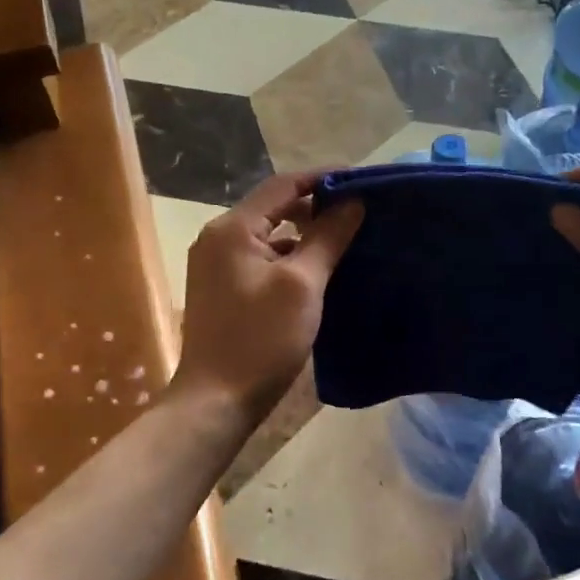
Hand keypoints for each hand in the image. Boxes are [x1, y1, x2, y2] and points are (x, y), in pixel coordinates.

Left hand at [172, 171, 363, 422]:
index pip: (283, 185)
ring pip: (270, 236)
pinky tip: (319, 271)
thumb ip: (327, 237)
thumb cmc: (260, 340)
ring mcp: (217, 265)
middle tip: (359, 212)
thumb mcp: (302, 285)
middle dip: (316, 206)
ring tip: (346, 238)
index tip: (363, 180)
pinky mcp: (224, 289)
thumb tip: (352, 201)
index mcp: (232, 228)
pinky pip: (262, 259)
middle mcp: (218, 238)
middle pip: (274, 208)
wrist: (217, 401)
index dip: (324, 178)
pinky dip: (291, 258)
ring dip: (305, 234)